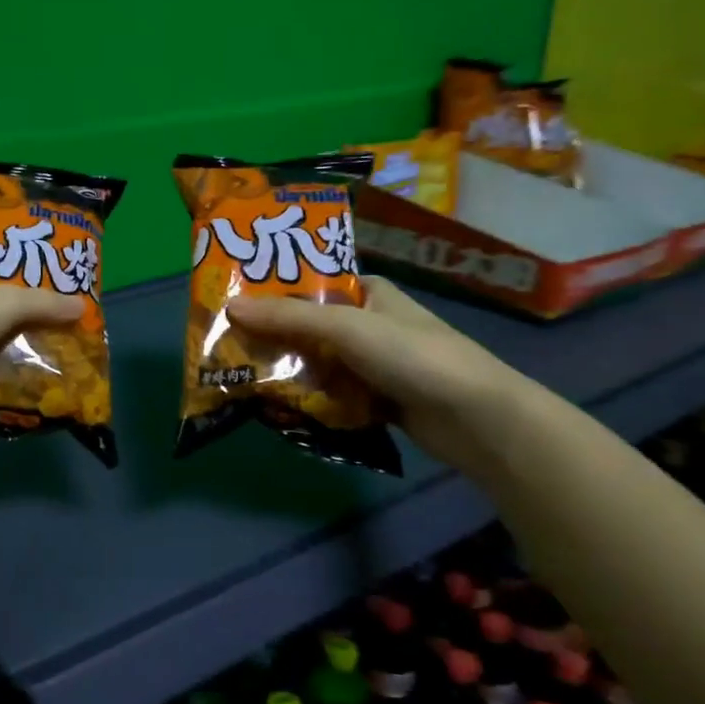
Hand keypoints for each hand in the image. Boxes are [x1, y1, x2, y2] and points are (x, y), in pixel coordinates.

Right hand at [229, 276, 529, 473]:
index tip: (231, 303)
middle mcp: (369, 323)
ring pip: (317, 363)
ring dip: (287, 372)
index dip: (272, 292)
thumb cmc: (413, 356)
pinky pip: (331, 394)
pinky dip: (308, 399)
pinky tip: (278, 407)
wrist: (478, 419)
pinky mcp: (376, 399)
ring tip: (241, 379)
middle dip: (272, 338)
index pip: (310, 284)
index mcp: (368, 293)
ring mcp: (373, 364)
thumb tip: (230, 306)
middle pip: (308, 327)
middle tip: (226, 348)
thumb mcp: (346, 326)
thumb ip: (288, 317)